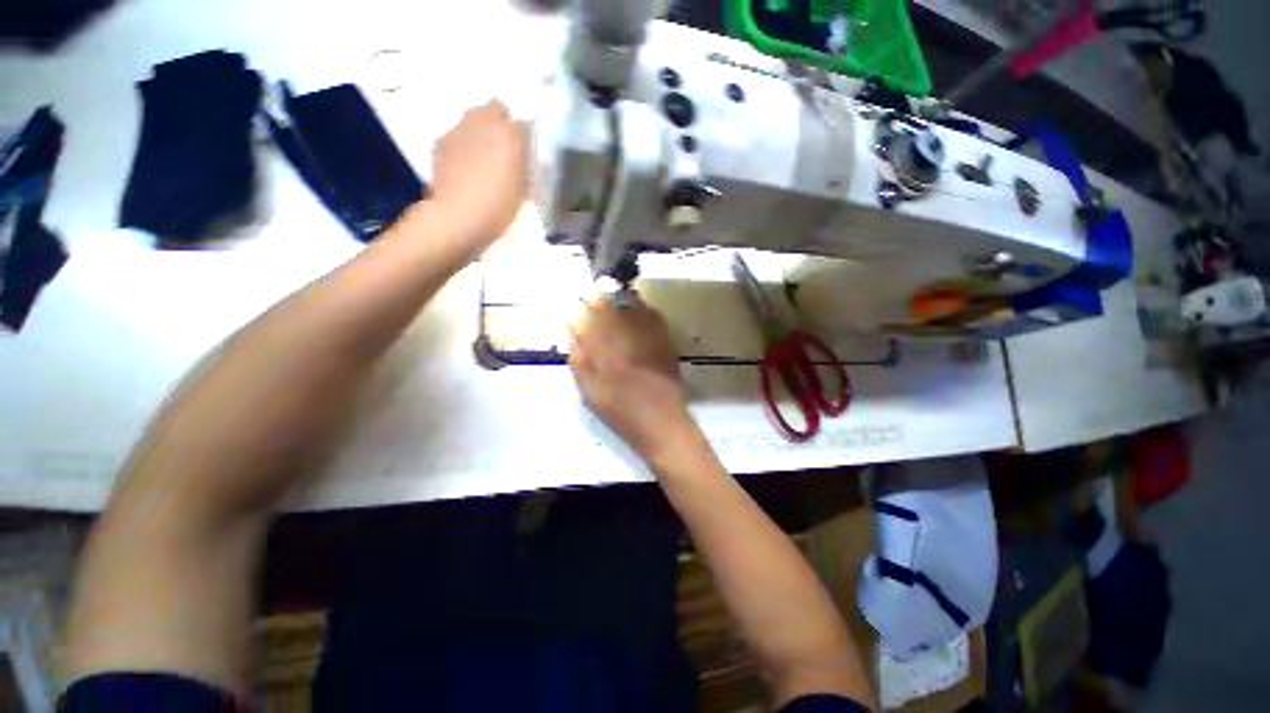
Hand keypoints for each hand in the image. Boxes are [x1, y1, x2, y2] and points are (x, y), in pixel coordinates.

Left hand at [429, 101, 527, 259]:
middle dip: (501, 124)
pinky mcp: (440, 142)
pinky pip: (457, 135)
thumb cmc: (498, 209)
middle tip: (505, 150)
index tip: (527, 155)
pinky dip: (463, 145)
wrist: (457, 219)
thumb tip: (522, 156)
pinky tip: (465, 168)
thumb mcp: (523, 191)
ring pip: (474, 119)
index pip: (525, 124)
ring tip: (484, 159)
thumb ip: (524, 166)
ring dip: (481, 132)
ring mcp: (459, 130)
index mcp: (511, 136)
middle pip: (496, 109)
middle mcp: (484, 123)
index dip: (526, 139)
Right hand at [569, 294, 694, 461]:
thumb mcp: (591, 394)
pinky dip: (642, 308)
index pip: (589, 321)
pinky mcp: (665, 342)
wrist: (662, 423)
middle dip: (600, 297)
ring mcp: (649, 339)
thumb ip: (579, 363)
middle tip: (593, 295)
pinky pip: (653, 316)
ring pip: (633, 307)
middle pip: (611, 307)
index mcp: (606, 356)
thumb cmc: (622, 413)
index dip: (581, 309)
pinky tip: (636, 309)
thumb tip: (573, 334)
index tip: (577, 305)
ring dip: (620, 299)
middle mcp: (627, 341)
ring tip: (612, 297)